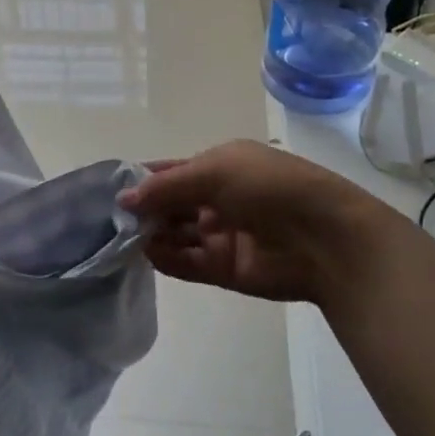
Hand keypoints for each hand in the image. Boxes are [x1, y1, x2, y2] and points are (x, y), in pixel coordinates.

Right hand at [117, 140, 396, 305]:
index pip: (173, 172)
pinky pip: (188, 263)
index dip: (144, 179)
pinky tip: (145, 254)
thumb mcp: (215, 171)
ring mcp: (222, 235)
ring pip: (176, 235)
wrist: (325, 238)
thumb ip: (167, 186)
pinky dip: (166, 259)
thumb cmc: (270, 188)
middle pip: (171, 205)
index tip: (111, 189)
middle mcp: (219, 199)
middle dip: (144, 209)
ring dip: (151, 234)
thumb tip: (125, 198)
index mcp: (221, 166)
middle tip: (108, 218)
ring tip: (120, 237)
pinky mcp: (225, 269)